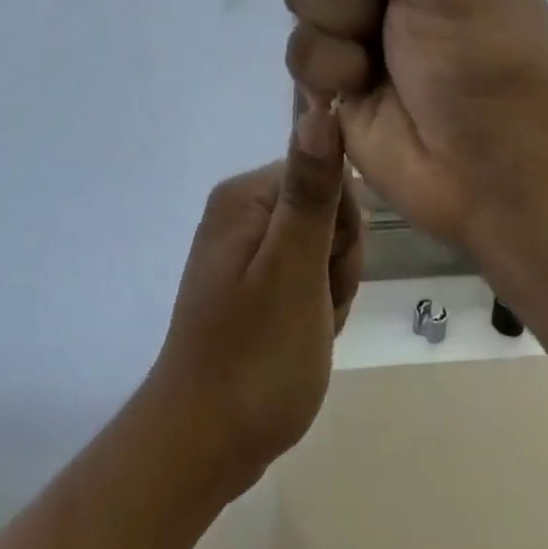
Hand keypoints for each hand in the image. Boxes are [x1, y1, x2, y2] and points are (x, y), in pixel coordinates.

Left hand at [142, 105, 362, 496]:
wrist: (204, 440)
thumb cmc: (256, 355)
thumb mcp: (294, 269)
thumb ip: (311, 191)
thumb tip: (320, 108)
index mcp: (244, 196)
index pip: (325, 176)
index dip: (343, 230)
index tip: (329, 274)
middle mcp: (238, 211)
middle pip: (324, 213)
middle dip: (335, 265)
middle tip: (315, 309)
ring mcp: (241, 249)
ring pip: (320, 251)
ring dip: (327, 292)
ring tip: (305, 330)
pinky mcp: (247, 283)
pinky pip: (301, 279)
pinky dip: (313, 309)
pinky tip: (300, 339)